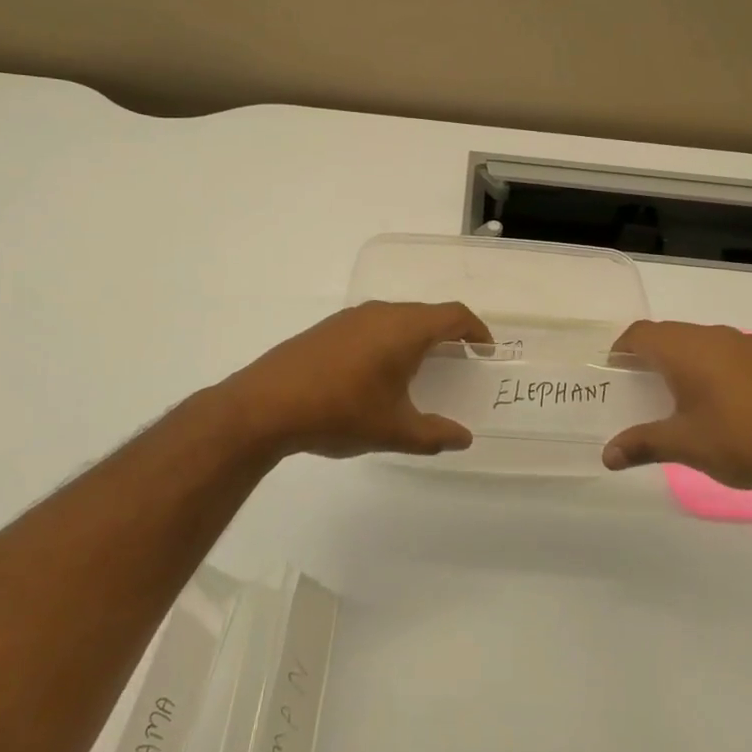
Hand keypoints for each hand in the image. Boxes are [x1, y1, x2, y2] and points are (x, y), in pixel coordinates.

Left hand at [217, 300, 491, 459]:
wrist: (265, 405)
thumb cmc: (341, 412)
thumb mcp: (394, 431)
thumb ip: (434, 434)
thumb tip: (463, 438)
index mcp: (405, 329)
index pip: (454, 315)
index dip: (476, 329)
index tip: (485, 349)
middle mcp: (380, 313)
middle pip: (426, 314)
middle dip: (447, 334)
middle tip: (458, 361)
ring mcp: (350, 317)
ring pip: (396, 318)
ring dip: (415, 337)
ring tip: (419, 369)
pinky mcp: (327, 328)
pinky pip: (371, 325)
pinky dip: (388, 341)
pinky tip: (376, 373)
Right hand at [603, 321, 751, 507]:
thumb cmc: (743, 443)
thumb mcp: (685, 446)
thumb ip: (642, 444)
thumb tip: (607, 456)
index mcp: (687, 350)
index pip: (641, 334)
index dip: (622, 349)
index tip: (614, 372)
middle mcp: (715, 336)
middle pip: (670, 334)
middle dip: (651, 356)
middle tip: (641, 388)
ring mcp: (749, 345)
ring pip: (702, 342)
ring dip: (685, 361)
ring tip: (681, 397)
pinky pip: (730, 353)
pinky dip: (714, 368)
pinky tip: (725, 403)